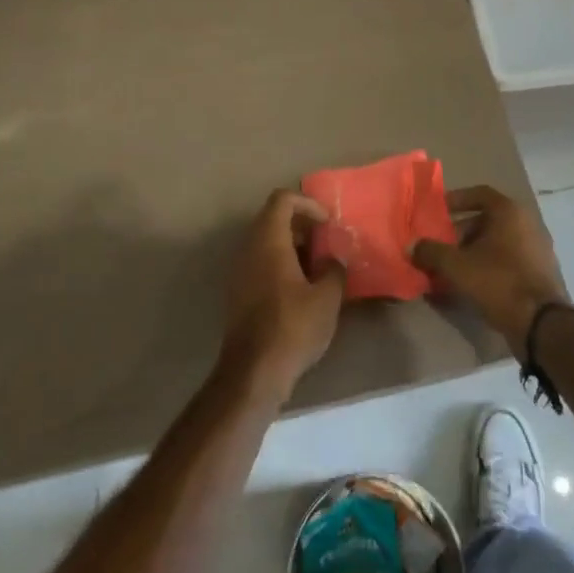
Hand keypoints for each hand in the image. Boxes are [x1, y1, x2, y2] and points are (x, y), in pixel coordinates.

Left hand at [220, 189, 344, 402]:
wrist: (253, 373)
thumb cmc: (292, 328)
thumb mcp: (327, 298)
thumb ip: (334, 269)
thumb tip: (332, 259)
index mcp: (268, 241)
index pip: (282, 199)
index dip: (307, 203)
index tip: (327, 223)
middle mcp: (249, 249)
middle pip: (273, 218)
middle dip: (302, 224)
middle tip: (326, 243)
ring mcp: (240, 271)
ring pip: (266, 241)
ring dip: (293, 245)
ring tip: (318, 267)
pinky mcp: (239, 292)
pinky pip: (261, 262)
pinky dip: (281, 263)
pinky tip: (302, 288)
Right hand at [412, 185, 569, 356]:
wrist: (541, 324)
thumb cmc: (498, 282)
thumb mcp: (457, 266)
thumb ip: (432, 252)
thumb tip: (412, 246)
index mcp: (509, 212)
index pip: (479, 193)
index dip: (456, 200)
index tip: (438, 211)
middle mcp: (527, 223)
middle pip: (487, 220)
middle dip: (460, 233)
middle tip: (440, 247)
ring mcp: (537, 249)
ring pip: (497, 242)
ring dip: (472, 252)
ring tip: (451, 269)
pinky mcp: (540, 273)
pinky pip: (508, 260)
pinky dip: (488, 266)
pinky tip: (472, 286)